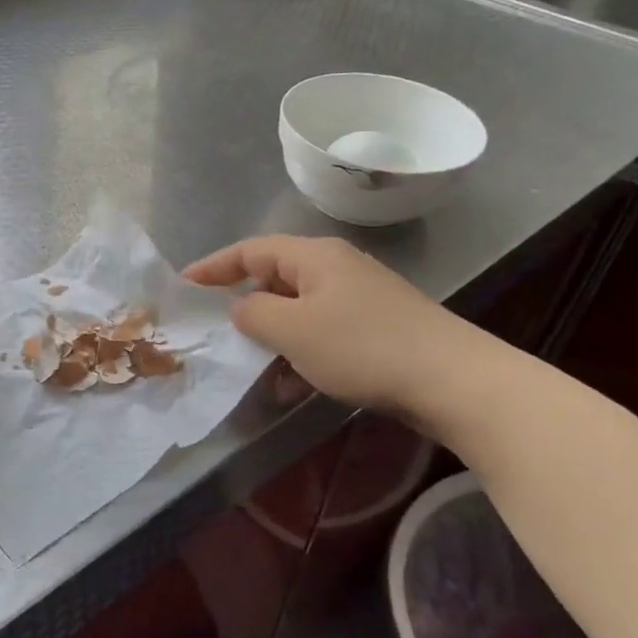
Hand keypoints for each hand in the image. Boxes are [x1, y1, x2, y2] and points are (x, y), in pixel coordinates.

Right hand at [184, 236, 477, 415]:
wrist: (453, 380)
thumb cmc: (362, 347)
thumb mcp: (293, 330)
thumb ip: (254, 314)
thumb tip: (242, 308)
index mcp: (314, 256)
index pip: (251, 250)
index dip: (214, 266)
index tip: (184, 285)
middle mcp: (336, 268)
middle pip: (275, 278)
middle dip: (245, 306)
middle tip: (219, 332)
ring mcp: (360, 298)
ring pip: (299, 311)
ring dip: (273, 338)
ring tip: (254, 370)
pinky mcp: (377, 327)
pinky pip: (323, 333)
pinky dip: (301, 354)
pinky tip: (292, 387)